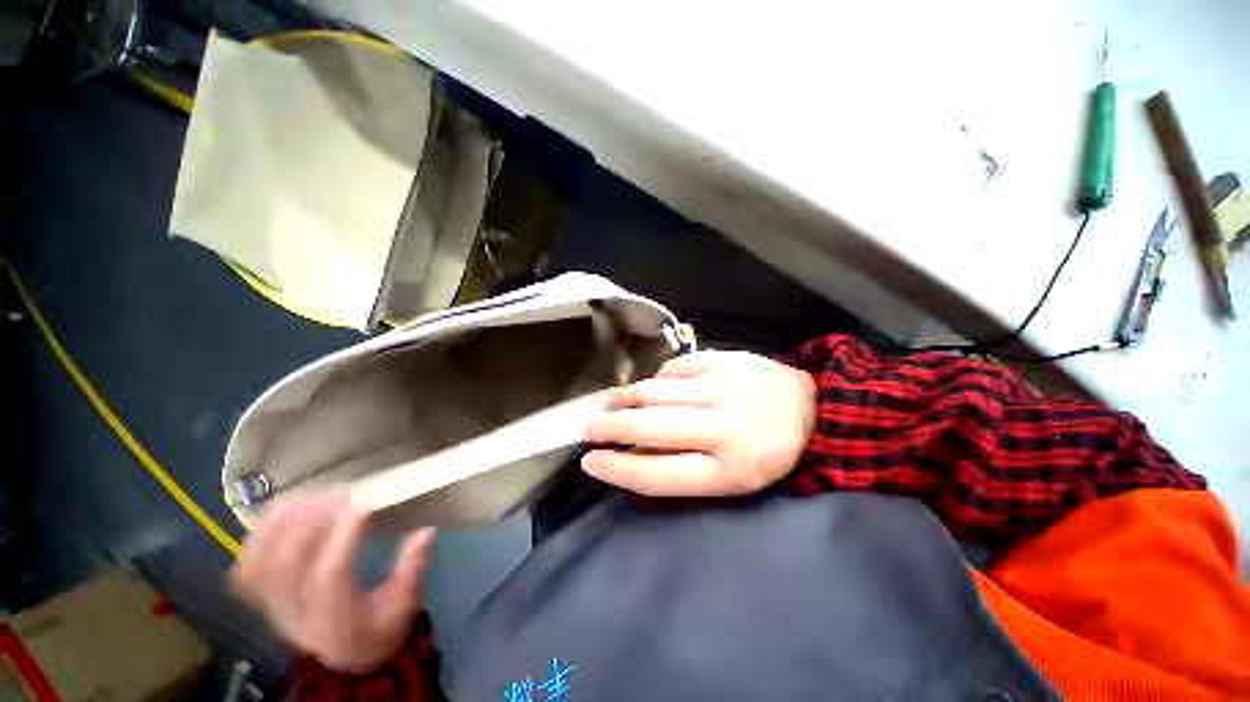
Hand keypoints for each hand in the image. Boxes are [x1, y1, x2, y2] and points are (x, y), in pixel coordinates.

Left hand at [230, 497, 434, 672]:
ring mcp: (272, 605)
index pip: (330, 575)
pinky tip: (281, 513)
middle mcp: (296, 612)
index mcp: (335, 617)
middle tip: (338, 495)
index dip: (344, 536)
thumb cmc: (378, 627)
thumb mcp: (403, 605)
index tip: (365, 505)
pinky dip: (257, 536)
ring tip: (310, 496)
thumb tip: (426, 532)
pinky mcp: (261, 597)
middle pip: (286, 564)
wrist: (342, 657)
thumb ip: (413, 570)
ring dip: (281, 523)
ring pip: (259, 562)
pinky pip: (245, 566)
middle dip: (309, 521)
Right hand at [582, 350, 815, 496]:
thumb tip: (630, 456)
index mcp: (730, 470)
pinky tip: (650, 388)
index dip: (617, 470)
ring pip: (653, 392)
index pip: (658, 474)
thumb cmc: (769, 452)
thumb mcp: (732, 478)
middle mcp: (723, 427)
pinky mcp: (720, 360)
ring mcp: (721, 387)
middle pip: (649, 428)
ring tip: (608, 405)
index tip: (590, 462)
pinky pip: (671, 369)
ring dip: (622, 400)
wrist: (811, 407)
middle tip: (588, 429)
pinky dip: (652, 380)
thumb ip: (681, 468)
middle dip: (609, 428)